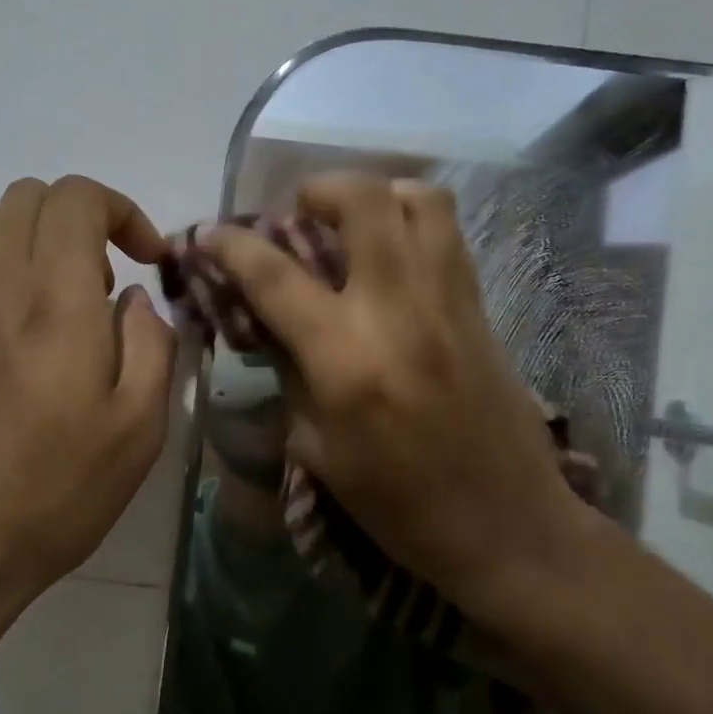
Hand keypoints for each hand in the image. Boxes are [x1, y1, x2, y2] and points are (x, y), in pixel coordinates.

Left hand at [0, 176, 176, 675]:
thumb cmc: (52, 494)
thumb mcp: (137, 430)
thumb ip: (152, 345)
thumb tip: (137, 300)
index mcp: (54, 299)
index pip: (77, 197)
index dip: (121, 210)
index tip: (146, 258)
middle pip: (27, 196)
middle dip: (79, 221)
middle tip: (103, 285)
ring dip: (32, 242)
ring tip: (56, 307)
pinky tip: (11, 341)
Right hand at [201, 172, 596, 619]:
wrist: (505, 523)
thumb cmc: (398, 504)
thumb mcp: (317, 449)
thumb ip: (290, 372)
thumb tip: (270, 322)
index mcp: (345, 356)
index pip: (274, 274)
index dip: (230, 245)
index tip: (207, 234)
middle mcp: (399, 308)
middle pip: (362, 200)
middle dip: (317, 190)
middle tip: (297, 216)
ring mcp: (448, 299)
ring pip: (418, 199)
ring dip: (374, 193)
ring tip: (352, 222)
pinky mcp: (480, 305)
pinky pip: (447, 233)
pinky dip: (412, 219)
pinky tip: (392, 250)